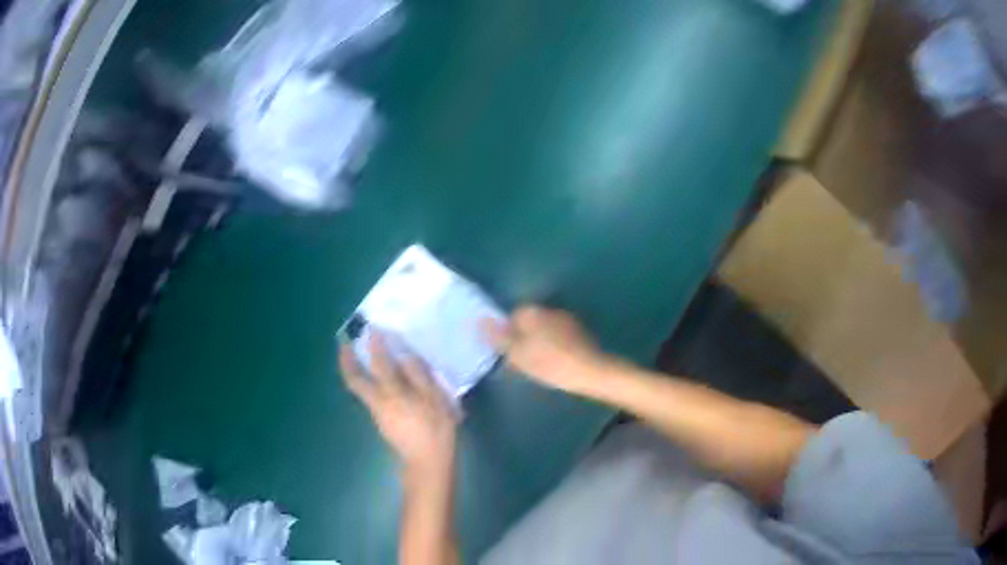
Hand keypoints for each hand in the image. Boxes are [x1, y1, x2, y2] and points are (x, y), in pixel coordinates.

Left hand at [340, 333, 457, 476]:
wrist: (427, 462)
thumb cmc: (436, 428)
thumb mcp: (435, 398)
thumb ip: (419, 375)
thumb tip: (404, 355)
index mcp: (392, 392)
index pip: (378, 362)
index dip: (374, 344)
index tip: (372, 328)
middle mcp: (378, 400)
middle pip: (354, 379)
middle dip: (346, 360)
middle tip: (343, 343)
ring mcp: (376, 413)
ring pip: (359, 387)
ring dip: (354, 370)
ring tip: (359, 356)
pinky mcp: (381, 421)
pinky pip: (368, 395)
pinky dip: (367, 382)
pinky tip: (379, 379)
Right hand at [480, 306, 609, 394]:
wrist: (592, 371)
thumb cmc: (550, 363)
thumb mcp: (517, 354)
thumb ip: (498, 337)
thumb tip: (479, 320)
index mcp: (532, 311)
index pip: (512, 315)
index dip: (508, 334)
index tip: (510, 353)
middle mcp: (550, 309)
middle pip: (529, 321)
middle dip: (524, 337)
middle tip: (523, 361)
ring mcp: (567, 319)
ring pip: (545, 329)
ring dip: (540, 343)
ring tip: (539, 365)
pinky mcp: (580, 333)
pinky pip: (559, 337)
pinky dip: (555, 347)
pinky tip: (556, 363)